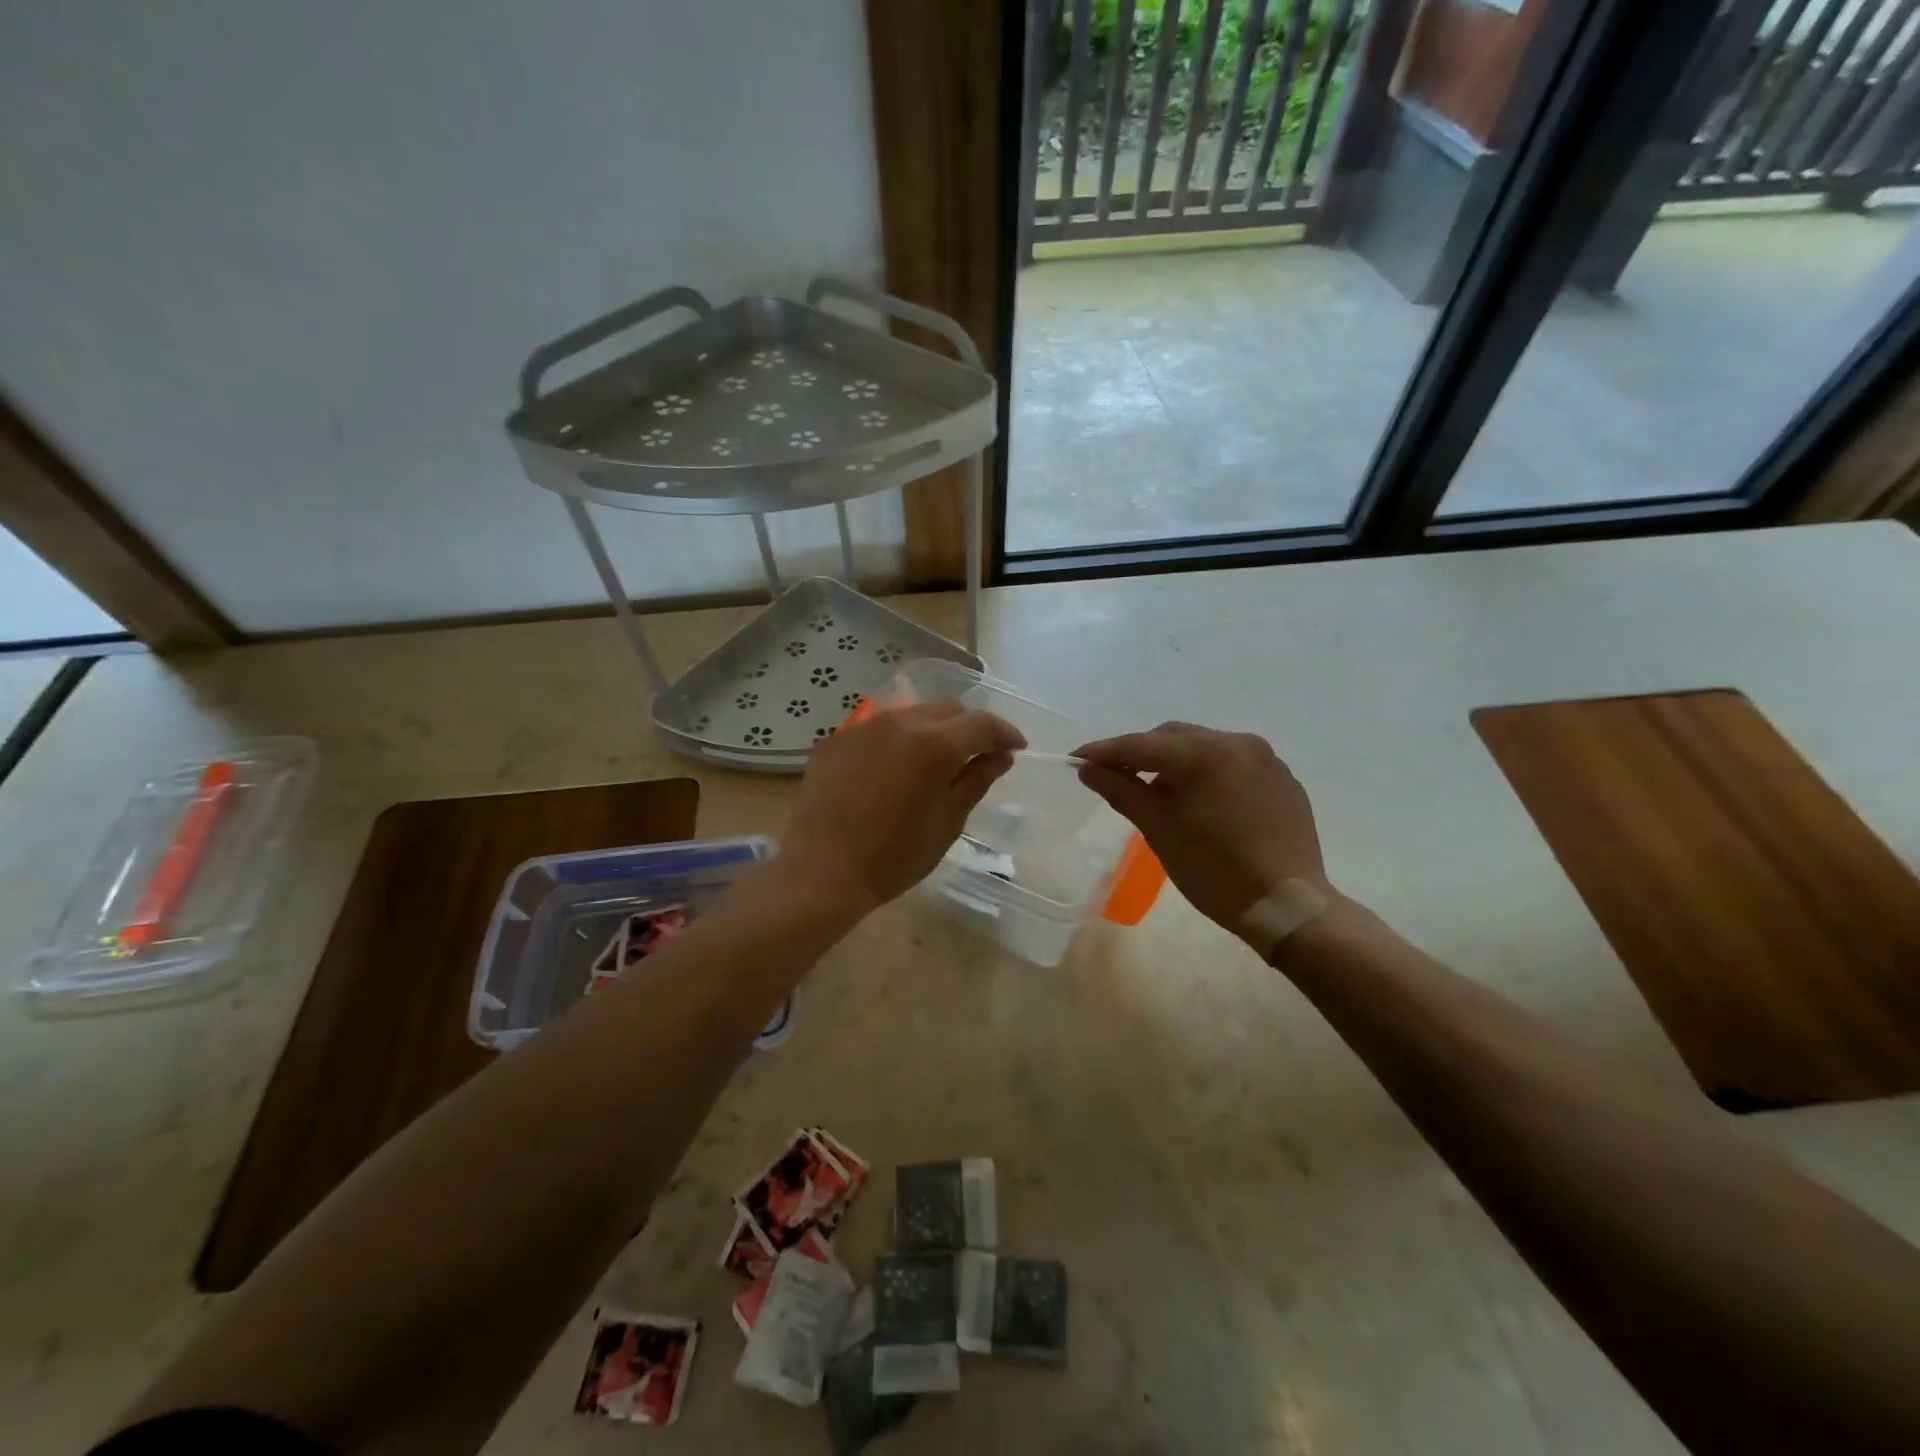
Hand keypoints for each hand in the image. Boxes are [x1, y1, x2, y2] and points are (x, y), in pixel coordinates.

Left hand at [781, 701, 1025, 914]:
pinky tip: (893, 771)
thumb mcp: (947, 822)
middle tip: (979, 755)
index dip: (1004, 734)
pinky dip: (896, 742)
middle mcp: (899, 722)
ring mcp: (863, 727)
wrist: (822, 872)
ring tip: (935, 762)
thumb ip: (977, 781)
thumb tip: (1001, 756)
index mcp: (934, 743)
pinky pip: (877, 730)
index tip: (1016, 748)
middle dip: (969, 728)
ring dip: (932, 731)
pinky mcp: (836, 740)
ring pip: (911, 715)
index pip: (981, 724)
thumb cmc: (894, 856)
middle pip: (947, 710)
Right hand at [1075, 722, 1332, 937]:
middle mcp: (1237, 743)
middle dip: (1141, 754)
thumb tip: (1089, 769)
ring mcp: (1265, 758)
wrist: (1289, 907)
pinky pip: (1233, 763)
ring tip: (1160, 793)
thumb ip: (1123, 792)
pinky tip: (1202, 802)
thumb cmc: (1215, 871)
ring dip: (1176, 763)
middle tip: (1116, 777)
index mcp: (1204, 753)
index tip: (1076, 759)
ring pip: (1204, 748)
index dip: (1105, 751)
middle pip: (1174, 738)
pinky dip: (1208, 773)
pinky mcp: (1282, 778)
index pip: (1141, 745)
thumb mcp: (1160, 831)